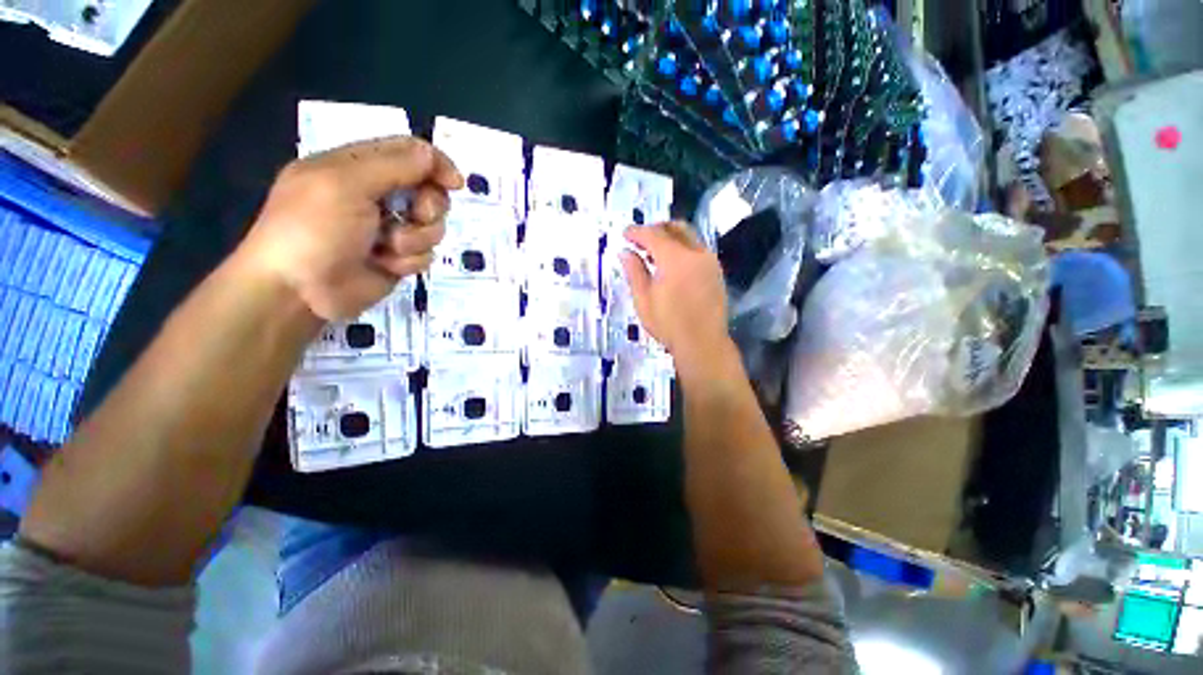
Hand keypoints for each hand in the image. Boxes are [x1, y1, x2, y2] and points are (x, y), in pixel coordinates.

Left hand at [240, 137, 462, 319]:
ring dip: (418, 233)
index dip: (433, 161)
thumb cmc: (312, 226)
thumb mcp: (348, 180)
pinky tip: (385, 265)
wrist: (290, 293)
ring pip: (428, 223)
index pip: (406, 151)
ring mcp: (380, 231)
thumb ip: (396, 163)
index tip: (453, 182)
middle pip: (425, 186)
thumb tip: (433, 157)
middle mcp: (371, 195)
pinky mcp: (387, 264)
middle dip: (429, 200)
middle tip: (419, 213)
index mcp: (356, 166)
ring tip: (391, 245)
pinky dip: (408, 259)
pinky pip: (420, 255)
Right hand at [620, 222, 730, 363]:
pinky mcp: (716, 270)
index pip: (652, 234)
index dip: (636, 232)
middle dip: (656, 229)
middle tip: (641, 238)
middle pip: (674, 227)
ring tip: (655, 252)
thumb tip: (625, 252)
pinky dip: (683, 247)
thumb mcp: (644, 299)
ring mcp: (709, 260)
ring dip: (671, 237)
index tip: (625, 234)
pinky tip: (672, 263)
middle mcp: (695, 252)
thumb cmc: (670, 324)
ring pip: (689, 236)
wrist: (704, 343)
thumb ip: (634, 271)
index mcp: (675, 258)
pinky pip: (697, 248)